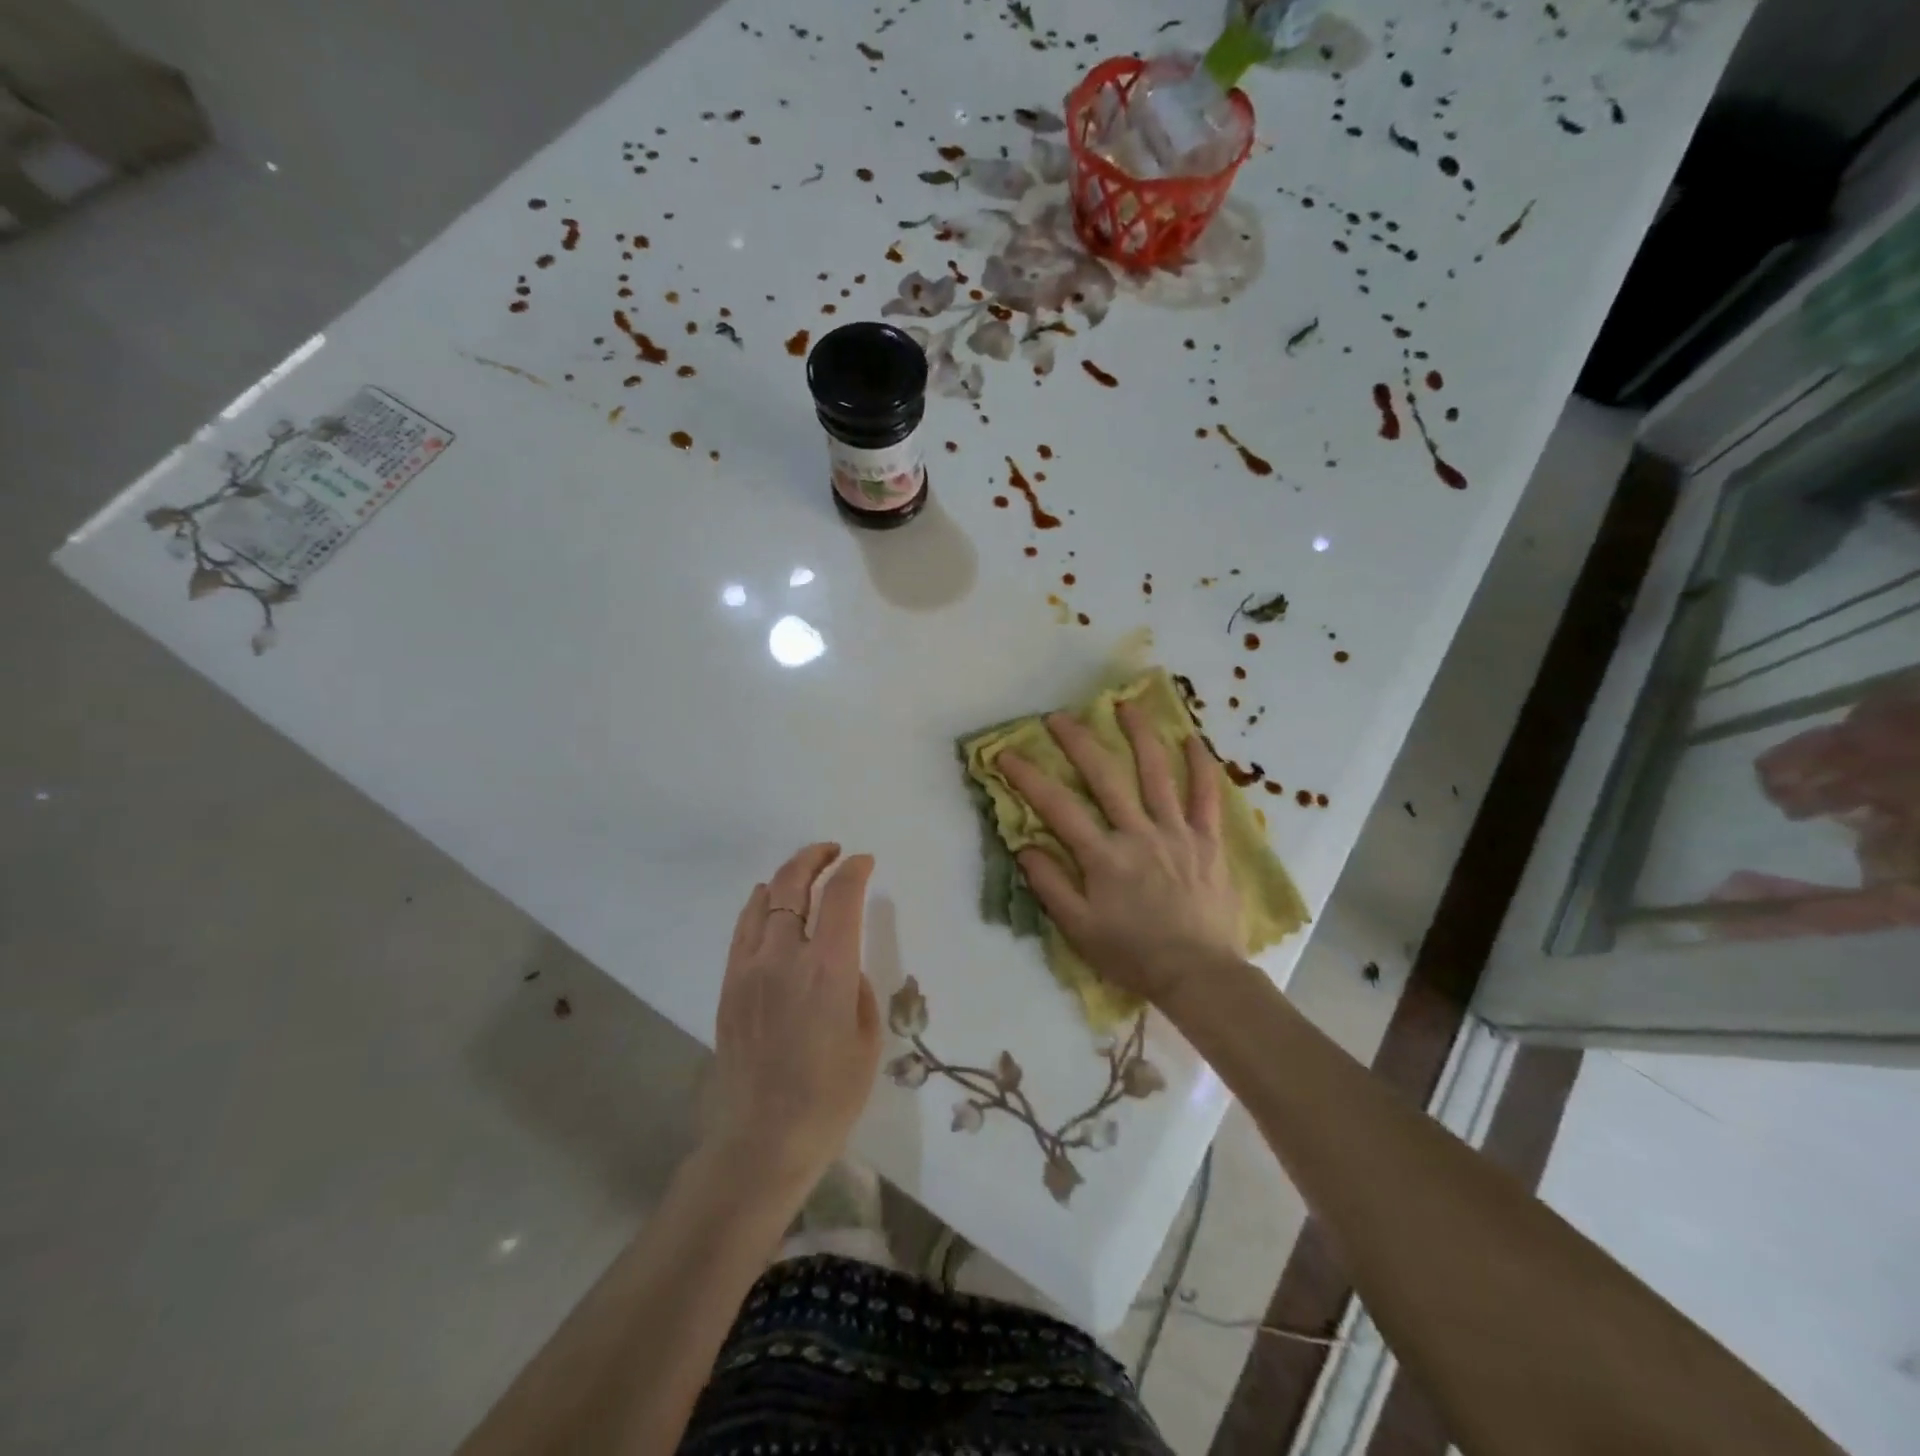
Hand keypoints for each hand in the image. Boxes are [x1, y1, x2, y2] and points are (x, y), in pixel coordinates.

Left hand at [707, 843, 881, 1199]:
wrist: (762, 1139)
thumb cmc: (829, 1097)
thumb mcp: (867, 1039)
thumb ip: (857, 987)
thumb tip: (843, 963)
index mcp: (829, 971)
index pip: (841, 896)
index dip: (854, 870)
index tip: (865, 862)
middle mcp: (785, 958)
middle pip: (795, 884)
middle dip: (816, 858)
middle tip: (834, 852)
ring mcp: (749, 968)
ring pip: (765, 900)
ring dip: (788, 877)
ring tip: (805, 874)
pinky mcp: (729, 984)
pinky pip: (744, 928)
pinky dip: (761, 904)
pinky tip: (771, 904)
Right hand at [1000, 702, 1243, 1007]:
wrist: (1198, 975)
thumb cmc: (1133, 954)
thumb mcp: (1078, 929)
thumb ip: (1049, 884)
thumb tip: (1025, 844)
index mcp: (1103, 857)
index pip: (1056, 806)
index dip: (1027, 777)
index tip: (1006, 753)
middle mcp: (1138, 834)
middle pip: (1104, 776)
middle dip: (1078, 742)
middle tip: (1058, 717)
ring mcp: (1177, 833)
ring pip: (1157, 774)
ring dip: (1139, 735)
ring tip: (1125, 704)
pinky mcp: (1208, 841)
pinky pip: (1207, 797)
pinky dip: (1201, 766)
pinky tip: (1192, 739)